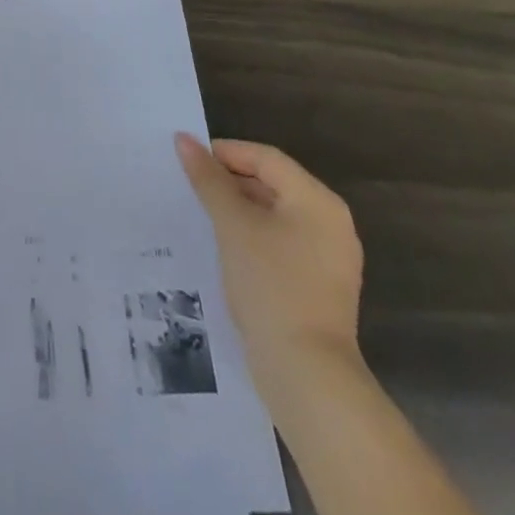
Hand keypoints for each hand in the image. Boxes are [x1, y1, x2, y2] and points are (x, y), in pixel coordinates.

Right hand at [175, 134, 363, 383]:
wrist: (307, 375)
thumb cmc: (271, 285)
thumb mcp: (233, 224)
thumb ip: (208, 179)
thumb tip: (184, 139)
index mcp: (318, 201)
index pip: (266, 158)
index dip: (225, 152)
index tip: (188, 160)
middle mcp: (331, 223)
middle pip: (273, 184)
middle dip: (230, 182)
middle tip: (190, 187)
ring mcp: (330, 258)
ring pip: (275, 216)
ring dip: (239, 211)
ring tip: (201, 215)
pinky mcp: (320, 287)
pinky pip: (282, 244)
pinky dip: (253, 238)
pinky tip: (224, 249)